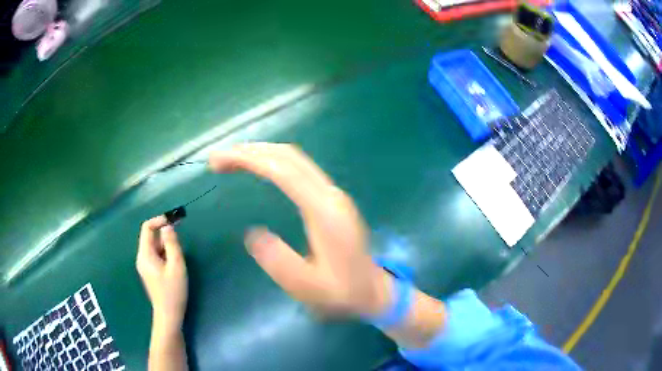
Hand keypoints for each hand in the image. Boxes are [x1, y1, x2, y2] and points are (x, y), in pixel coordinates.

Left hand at [137, 216, 187, 330]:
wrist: (168, 314)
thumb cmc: (173, 291)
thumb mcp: (176, 266)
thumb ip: (172, 244)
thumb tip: (168, 227)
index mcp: (145, 254)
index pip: (147, 228)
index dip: (159, 220)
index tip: (174, 220)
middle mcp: (142, 257)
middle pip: (151, 237)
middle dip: (165, 236)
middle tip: (180, 244)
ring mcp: (145, 265)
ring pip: (155, 247)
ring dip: (167, 247)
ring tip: (178, 260)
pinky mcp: (150, 272)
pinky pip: (156, 256)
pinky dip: (165, 255)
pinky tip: (174, 267)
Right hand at [209, 143, 391, 315]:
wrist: (373, 291)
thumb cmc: (342, 294)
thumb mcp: (309, 289)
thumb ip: (280, 263)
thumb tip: (252, 234)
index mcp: (325, 211)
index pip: (283, 170)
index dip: (248, 159)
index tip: (219, 161)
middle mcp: (330, 193)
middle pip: (288, 155)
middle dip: (250, 151)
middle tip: (218, 160)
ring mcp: (333, 193)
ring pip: (294, 158)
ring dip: (261, 153)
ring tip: (232, 161)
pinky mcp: (331, 198)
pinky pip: (299, 169)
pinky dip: (273, 162)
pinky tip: (259, 169)